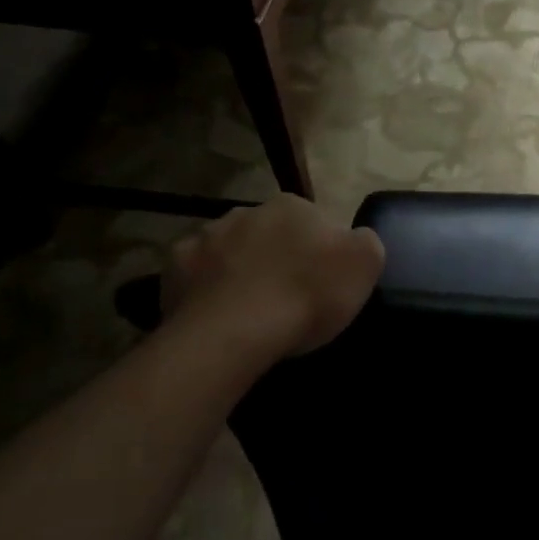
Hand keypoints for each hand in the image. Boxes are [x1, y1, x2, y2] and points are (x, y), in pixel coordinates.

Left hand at [160, 196, 385, 363]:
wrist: (234, 333)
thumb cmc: (307, 295)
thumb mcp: (365, 264)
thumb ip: (365, 242)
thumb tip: (353, 239)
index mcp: (292, 206)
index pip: (315, 221)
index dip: (322, 252)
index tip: (323, 283)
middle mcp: (246, 211)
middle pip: (270, 233)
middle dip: (278, 257)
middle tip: (288, 297)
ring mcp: (205, 237)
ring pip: (231, 251)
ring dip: (240, 270)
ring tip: (251, 311)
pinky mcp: (173, 269)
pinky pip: (196, 276)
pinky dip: (206, 290)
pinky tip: (217, 316)